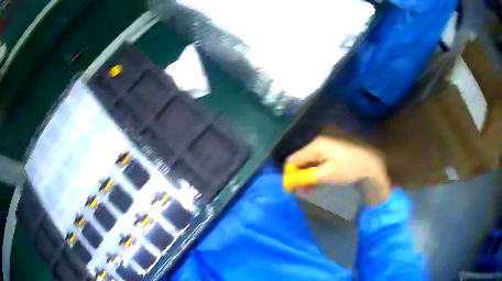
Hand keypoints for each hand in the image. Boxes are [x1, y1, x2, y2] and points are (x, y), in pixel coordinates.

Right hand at [287, 136, 390, 204]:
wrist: (373, 163)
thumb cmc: (350, 168)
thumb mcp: (327, 175)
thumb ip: (306, 178)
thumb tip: (288, 182)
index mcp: (316, 145)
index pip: (293, 160)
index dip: (290, 175)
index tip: (291, 190)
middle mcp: (318, 142)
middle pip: (301, 160)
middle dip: (299, 176)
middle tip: (302, 192)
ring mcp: (326, 145)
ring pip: (309, 161)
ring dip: (307, 176)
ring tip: (311, 189)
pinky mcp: (332, 150)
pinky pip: (318, 161)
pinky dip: (316, 172)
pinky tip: (319, 181)